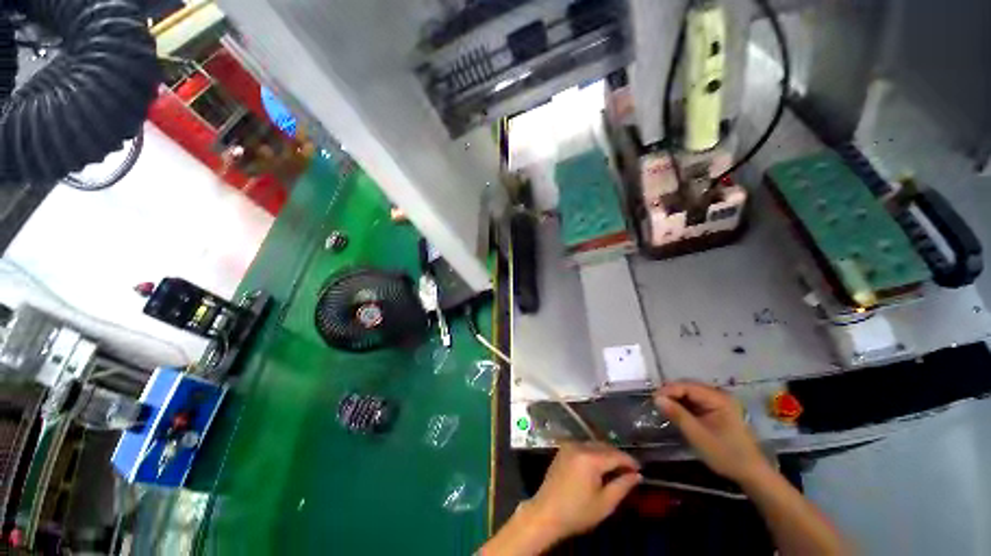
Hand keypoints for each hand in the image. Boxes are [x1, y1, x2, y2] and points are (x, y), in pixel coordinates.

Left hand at [529, 442, 641, 538]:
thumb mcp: (605, 503)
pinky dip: (594, 452)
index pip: (615, 455)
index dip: (630, 461)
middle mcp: (579, 446)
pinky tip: (599, 465)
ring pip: (594, 444)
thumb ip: (622, 486)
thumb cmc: (577, 512)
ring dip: (606, 453)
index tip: (640, 469)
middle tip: (630, 471)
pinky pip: (583, 446)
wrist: (546, 513)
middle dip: (618, 456)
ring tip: (616, 469)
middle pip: (604, 446)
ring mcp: (569, 446)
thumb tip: (637, 475)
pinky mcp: (563, 449)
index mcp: (590, 458)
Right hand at [655, 381, 769, 483]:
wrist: (751, 473)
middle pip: (688, 387)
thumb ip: (677, 415)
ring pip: (690, 394)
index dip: (668, 390)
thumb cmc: (726, 455)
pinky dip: (683, 405)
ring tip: (662, 407)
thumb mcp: (698, 436)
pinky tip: (675, 412)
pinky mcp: (716, 410)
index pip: (687, 386)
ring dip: (676, 399)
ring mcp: (718, 402)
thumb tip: (656, 398)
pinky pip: (695, 402)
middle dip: (671, 393)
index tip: (652, 399)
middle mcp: (719, 395)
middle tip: (655, 403)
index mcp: (718, 398)